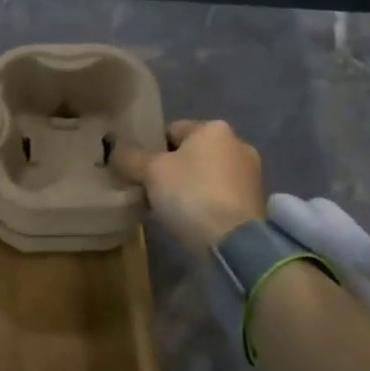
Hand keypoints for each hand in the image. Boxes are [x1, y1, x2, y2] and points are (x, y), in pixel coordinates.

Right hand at [111, 119, 265, 252]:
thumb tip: (114, 148)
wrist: (234, 242)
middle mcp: (237, 144)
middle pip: (190, 153)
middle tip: (150, 192)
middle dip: (170, 170)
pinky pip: (219, 195)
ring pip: (205, 175)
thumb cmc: (191, 194)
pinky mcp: (254, 202)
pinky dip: (204, 203)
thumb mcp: (150, 172)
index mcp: (214, 128)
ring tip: (168, 209)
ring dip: (187, 187)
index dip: (150, 149)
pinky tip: (190, 220)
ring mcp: (250, 174)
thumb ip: (130, 157)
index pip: (171, 130)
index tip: (139, 172)